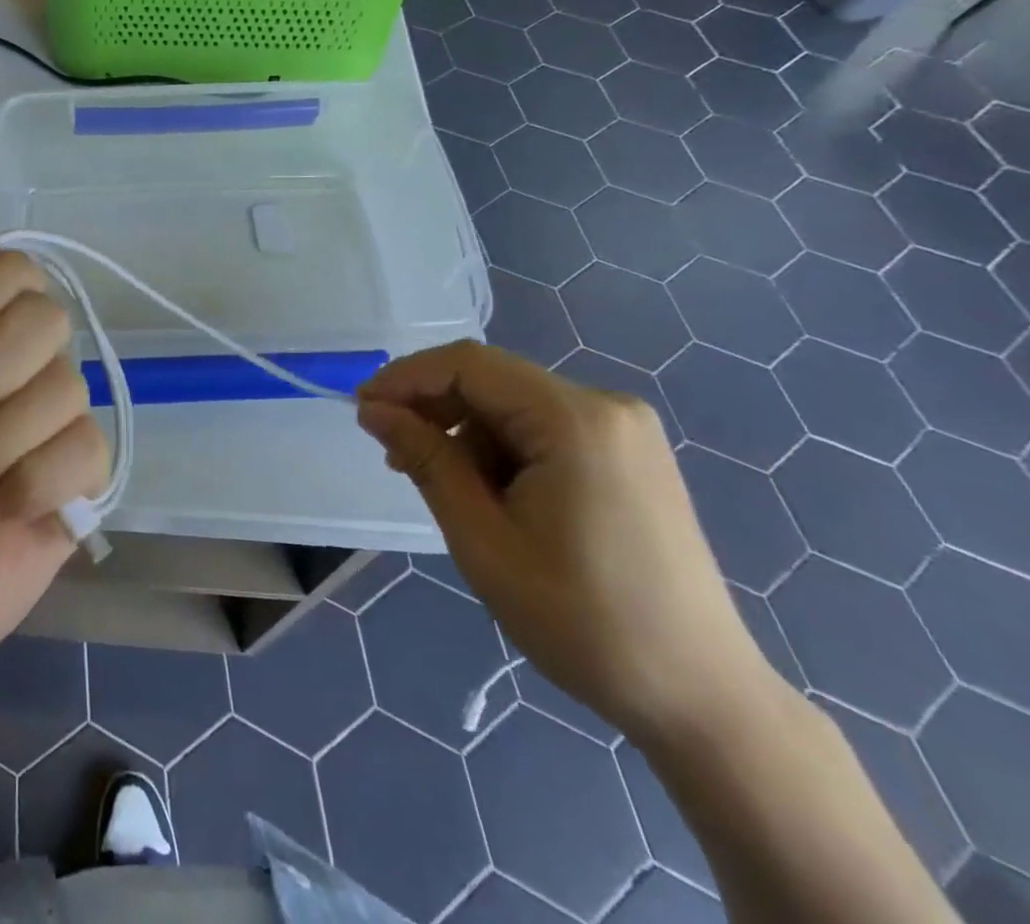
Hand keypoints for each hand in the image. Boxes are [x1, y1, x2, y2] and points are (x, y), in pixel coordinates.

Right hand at [356, 341, 778, 745]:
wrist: (702, 699)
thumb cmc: (584, 622)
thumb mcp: (482, 540)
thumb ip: (426, 460)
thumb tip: (374, 409)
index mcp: (575, 421)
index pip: (468, 365)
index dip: (406, 378)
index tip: (362, 411)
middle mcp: (606, 407)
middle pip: (492, 380)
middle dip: (434, 409)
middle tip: (393, 456)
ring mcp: (624, 431)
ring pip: (513, 405)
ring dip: (466, 434)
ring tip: (442, 488)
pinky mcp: (629, 456)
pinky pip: (543, 429)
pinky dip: (502, 450)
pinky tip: (488, 494)